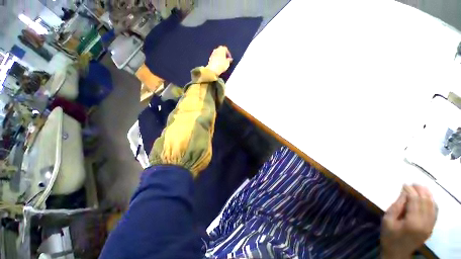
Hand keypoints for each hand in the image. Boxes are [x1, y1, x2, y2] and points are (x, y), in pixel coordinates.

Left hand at [206, 46, 232, 76]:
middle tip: (226, 59)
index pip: (226, 49)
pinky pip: (215, 57)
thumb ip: (229, 60)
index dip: (228, 54)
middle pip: (221, 50)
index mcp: (221, 49)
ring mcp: (212, 54)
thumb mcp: (227, 63)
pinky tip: (219, 64)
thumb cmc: (221, 65)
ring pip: (217, 53)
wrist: (212, 70)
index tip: (230, 58)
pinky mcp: (210, 58)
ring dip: (220, 56)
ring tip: (223, 62)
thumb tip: (230, 59)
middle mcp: (216, 50)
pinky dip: (217, 59)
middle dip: (224, 54)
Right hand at [381, 185, 436, 258]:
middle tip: (413, 183)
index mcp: (413, 222)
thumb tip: (405, 192)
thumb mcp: (388, 219)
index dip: (410, 190)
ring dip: (427, 195)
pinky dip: (432, 203)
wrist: (397, 252)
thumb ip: (397, 205)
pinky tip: (428, 198)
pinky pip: (435, 212)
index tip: (404, 184)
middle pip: (425, 202)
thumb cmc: (389, 235)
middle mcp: (425, 223)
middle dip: (420, 190)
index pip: (415, 201)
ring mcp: (430, 226)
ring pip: (432, 206)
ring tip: (421, 187)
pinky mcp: (431, 228)